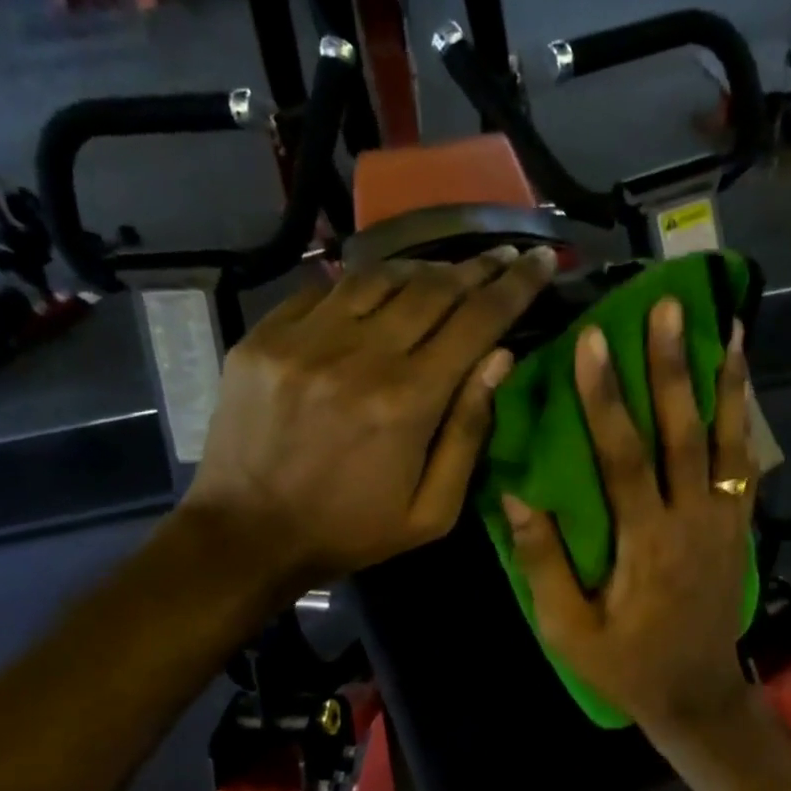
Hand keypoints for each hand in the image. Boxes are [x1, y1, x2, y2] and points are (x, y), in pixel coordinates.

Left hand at [183, 246, 556, 600]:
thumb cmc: (352, 531)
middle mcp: (358, 356)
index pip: (476, 322)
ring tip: (448, 273)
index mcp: (407, 402)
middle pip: (432, 288)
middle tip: (504, 256)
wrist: (248, 534)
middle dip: (478, 267)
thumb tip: (500, 359)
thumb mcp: (432, 511)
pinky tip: (381, 291)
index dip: (516, 286)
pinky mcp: (265, 336)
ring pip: (379, 276)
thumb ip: (468, 433)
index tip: (542, 259)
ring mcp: (304, 339)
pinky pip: (325, 289)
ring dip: (423, 269)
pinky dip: (363, 284)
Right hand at [502, 297, 757, 734]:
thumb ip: (543, 564)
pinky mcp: (739, 528)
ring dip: (725, 382)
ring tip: (727, 325)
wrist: (696, 695)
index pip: (623, 458)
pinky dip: (745, 422)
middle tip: (667, 306)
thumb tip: (513, 499)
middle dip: (673, 367)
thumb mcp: (569, 630)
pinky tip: (742, 386)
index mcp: (645, 543)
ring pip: (728, 442)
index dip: (606, 398)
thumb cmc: (625, 666)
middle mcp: (692, 520)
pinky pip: (746, 466)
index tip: (593, 341)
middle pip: (684, 433)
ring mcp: (724, 522)